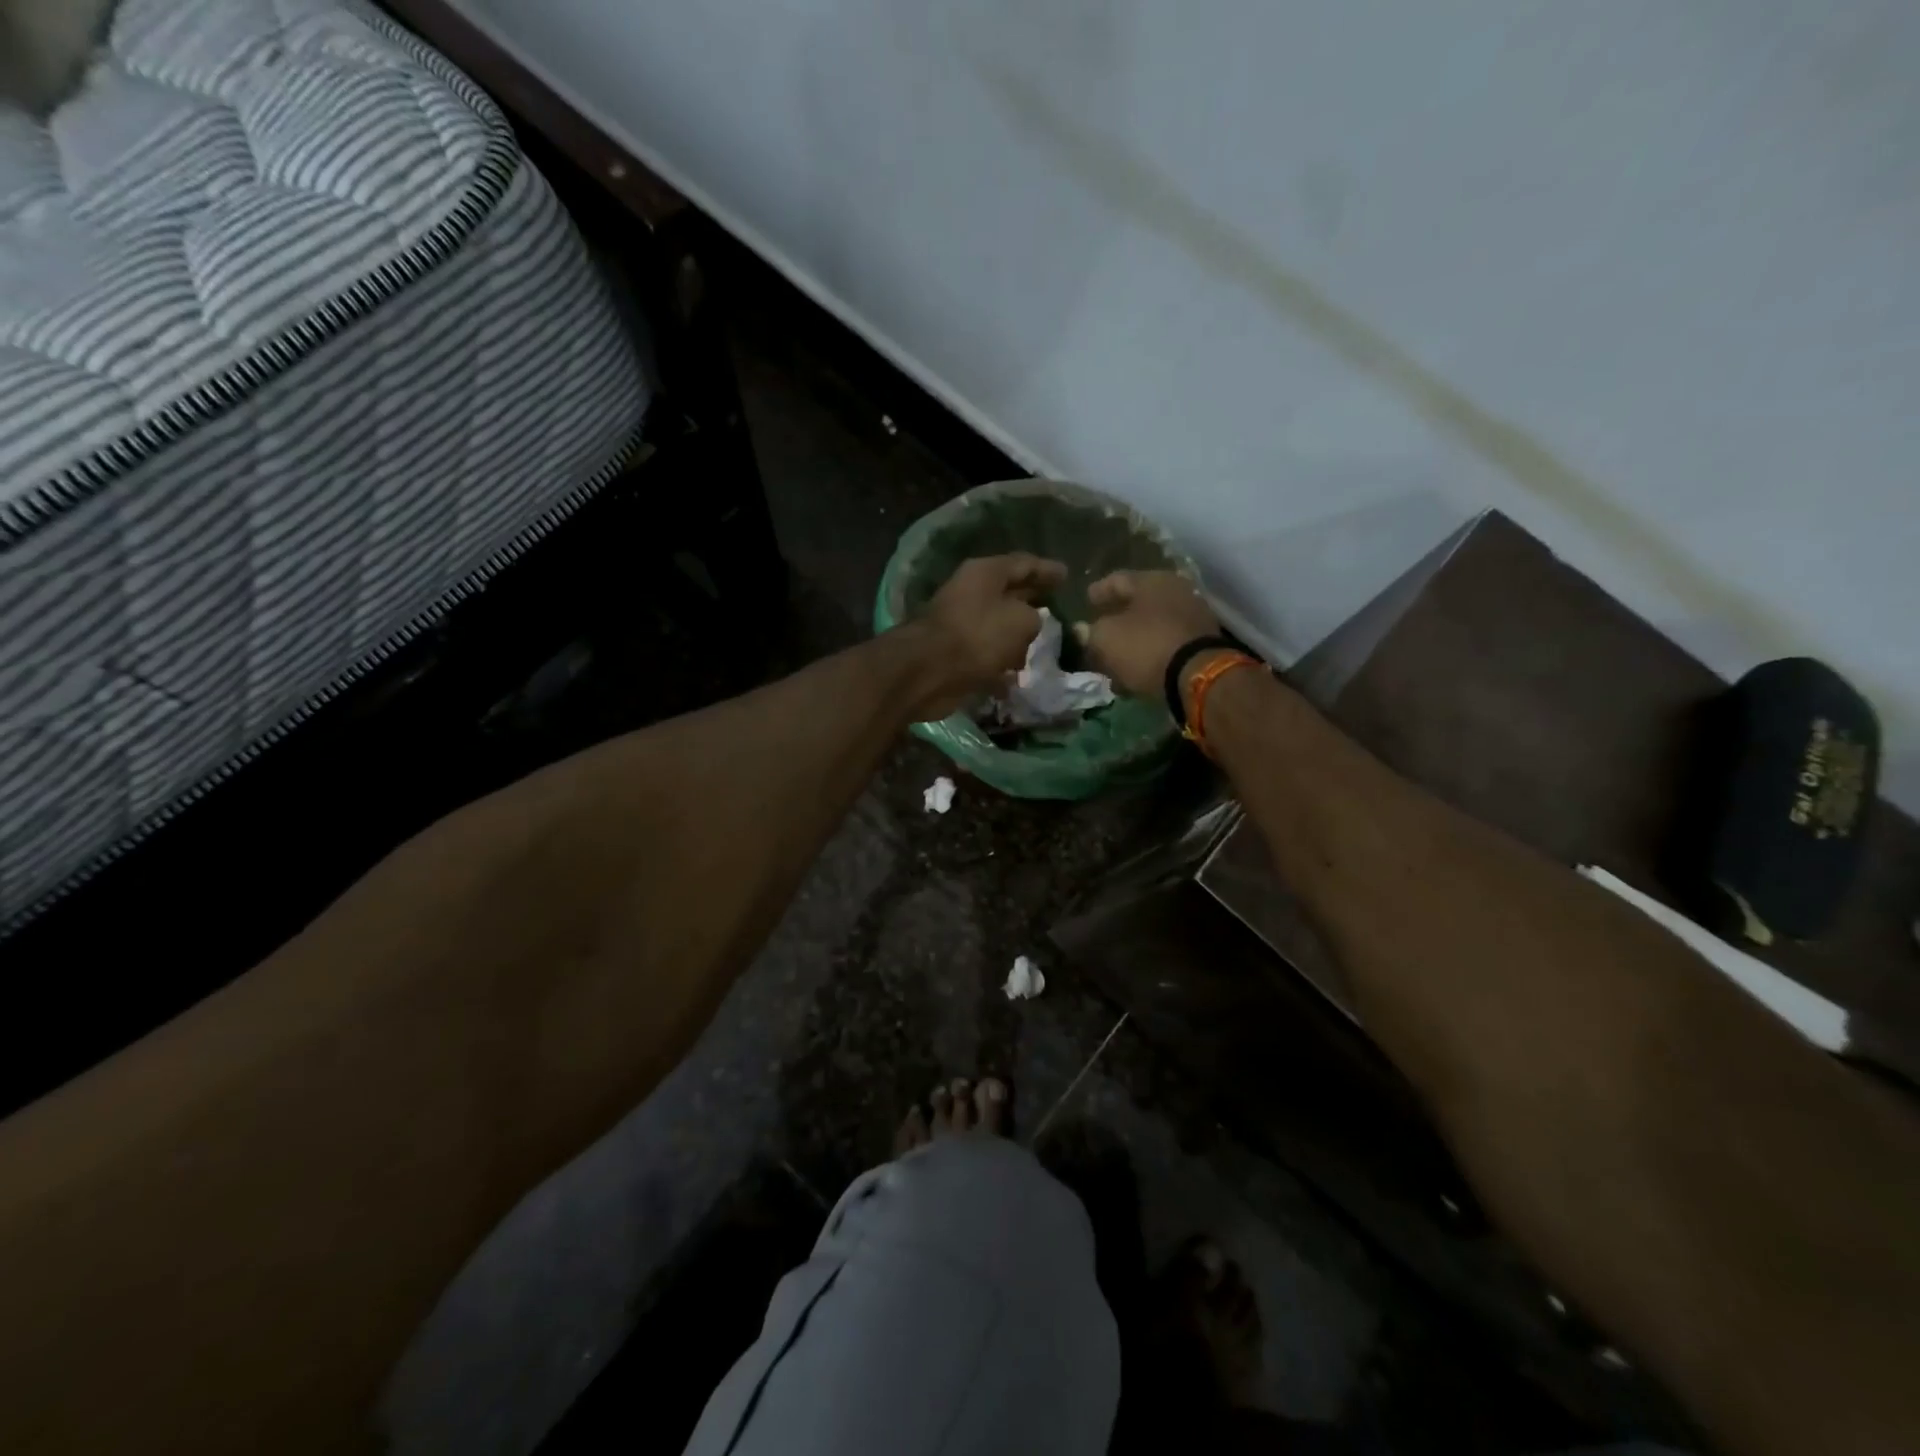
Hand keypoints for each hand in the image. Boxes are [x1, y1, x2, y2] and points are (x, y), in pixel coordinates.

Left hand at [905, 553, 1067, 720]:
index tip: (1067, 576)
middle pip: (1009, 596)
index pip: (1023, 564)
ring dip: (1016, 640)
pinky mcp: (954, 655)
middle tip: (1057, 610)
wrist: (927, 671)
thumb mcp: (1022, 621)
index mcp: (985, 573)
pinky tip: (1016, 679)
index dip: (1047, 570)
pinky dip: (1000, 667)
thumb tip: (1030, 624)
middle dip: (1032, 604)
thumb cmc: (978, 636)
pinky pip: (985, 658)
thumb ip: (1035, 617)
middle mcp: (971, 594)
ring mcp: (961, 625)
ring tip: (1041, 650)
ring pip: (997, 629)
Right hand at [1074, 570, 1220, 698]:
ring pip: (1153, 624)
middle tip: (1100, 628)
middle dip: (1117, 616)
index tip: (1086, 600)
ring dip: (1134, 637)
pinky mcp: (1202, 643)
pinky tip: (1137, 667)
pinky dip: (1150, 651)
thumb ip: (1090, 632)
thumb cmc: (1146, 646)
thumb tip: (1082, 629)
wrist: (1199, 676)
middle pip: (1138, 602)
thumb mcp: (1106, 638)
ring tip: (1116, 654)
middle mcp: (1176, 591)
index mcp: (1152, 580)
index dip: (1098, 591)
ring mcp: (1193, 616)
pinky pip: (1167, 642)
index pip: (1117, 579)